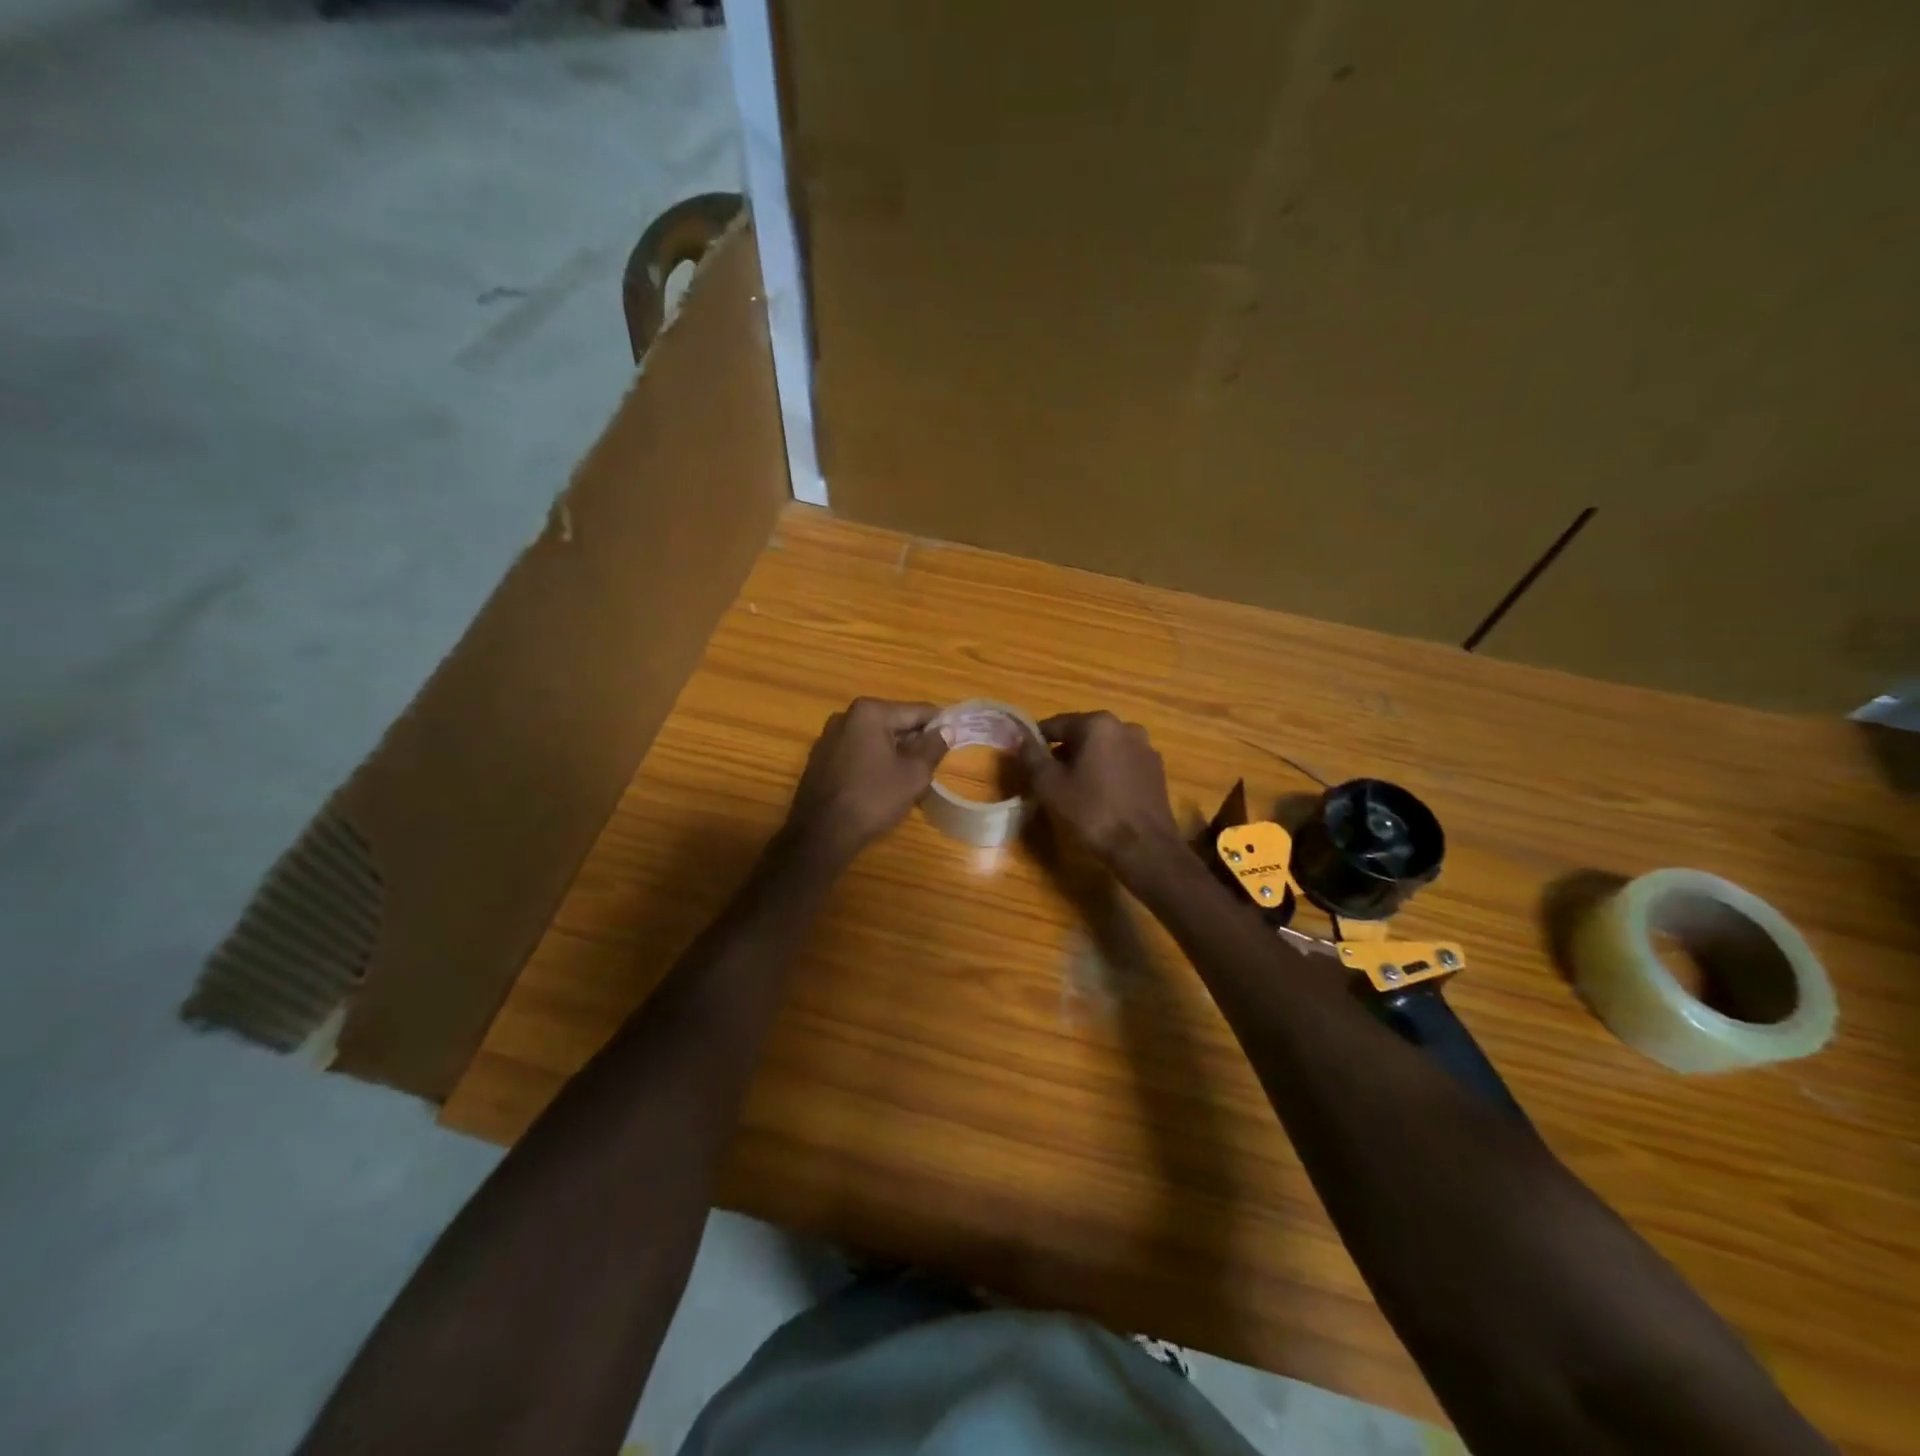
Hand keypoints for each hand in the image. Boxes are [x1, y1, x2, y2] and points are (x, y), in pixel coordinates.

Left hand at [786, 698, 946, 860]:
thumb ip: (934, 746)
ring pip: (875, 737)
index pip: (917, 711)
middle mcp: (846, 715)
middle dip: (914, 740)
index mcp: (871, 712)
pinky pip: (857, 750)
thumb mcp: (914, 773)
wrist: (822, 832)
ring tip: (909, 776)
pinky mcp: (821, 757)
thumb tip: (947, 729)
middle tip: (932, 763)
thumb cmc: (874, 798)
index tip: (955, 739)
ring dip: (894, 751)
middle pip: (894, 721)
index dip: (940, 725)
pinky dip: (873, 760)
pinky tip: (881, 783)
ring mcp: (829, 736)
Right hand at [1018, 711, 1183, 883]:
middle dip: (1063, 754)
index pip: (1056, 724)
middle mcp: (1125, 727)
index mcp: (1098, 724)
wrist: (1144, 848)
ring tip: (1074, 792)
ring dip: (1086, 764)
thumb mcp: (1050, 785)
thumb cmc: (1092, 812)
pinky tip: (1100, 798)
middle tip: (1048, 781)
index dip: (1036, 742)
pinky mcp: (1157, 771)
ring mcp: (1145, 748)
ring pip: (1104, 750)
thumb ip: (1031, 755)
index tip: (1027, 762)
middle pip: (1082, 735)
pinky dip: (1107, 774)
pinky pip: (1122, 764)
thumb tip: (1019, 735)